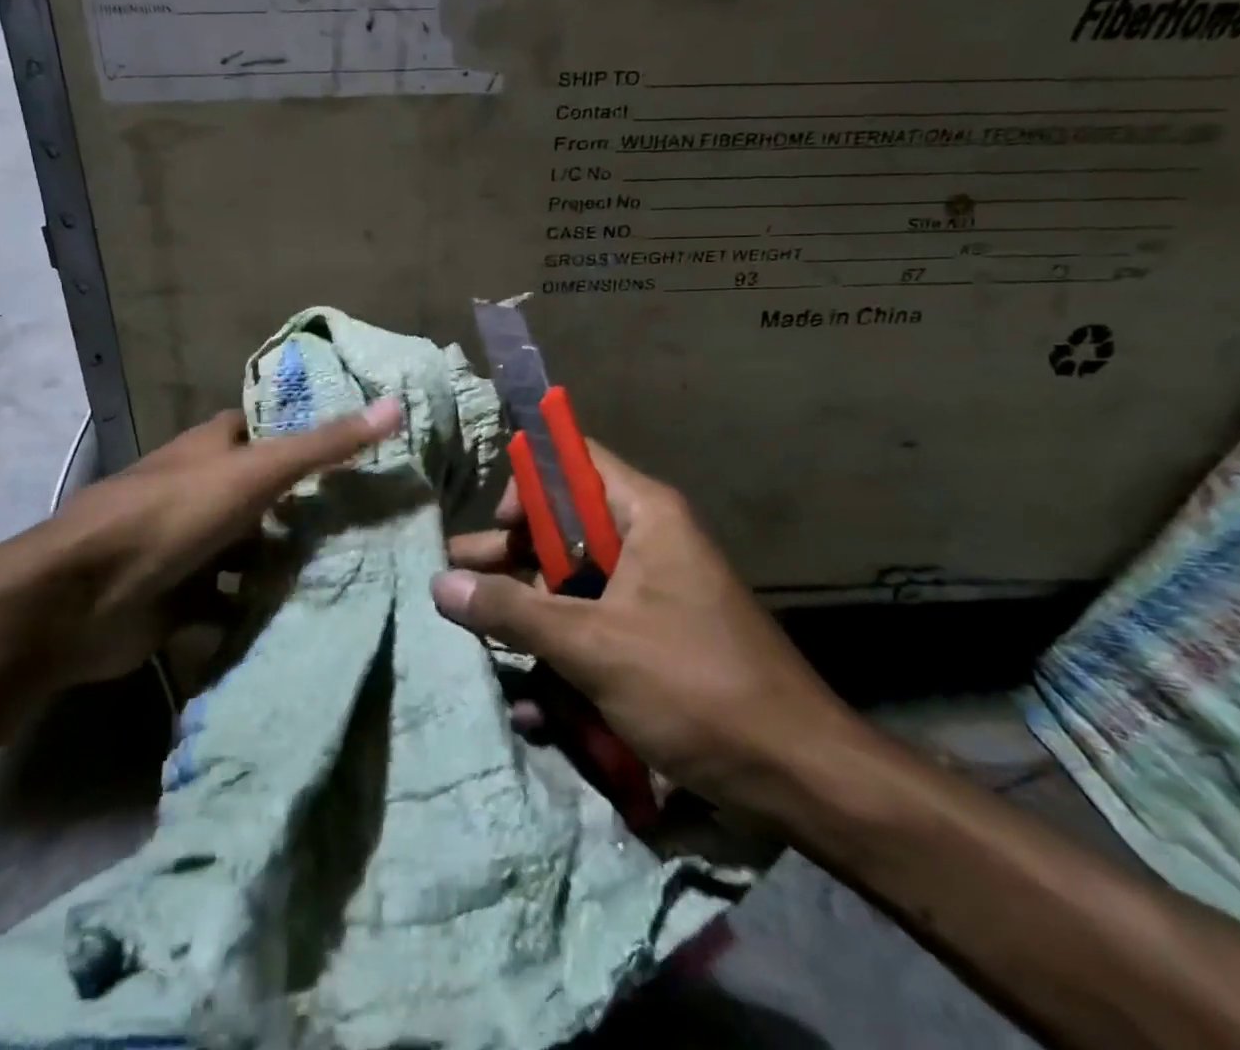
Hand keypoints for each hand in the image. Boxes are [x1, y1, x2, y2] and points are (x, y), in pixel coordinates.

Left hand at [39, 398, 402, 681]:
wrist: (80, 599)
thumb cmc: (172, 516)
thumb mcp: (256, 473)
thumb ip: (324, 446)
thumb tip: (395, 404)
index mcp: (213, 448)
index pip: (271, 431)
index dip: (312, 436)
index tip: (366, 452)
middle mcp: (202, 489)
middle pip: (266, 494)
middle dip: (308, 509)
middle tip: (371, 523)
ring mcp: (190, 545)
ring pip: (250, 550)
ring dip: (285, 563)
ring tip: (349, 572)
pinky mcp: (182, 597)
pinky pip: (231, 600)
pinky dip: (256, 608)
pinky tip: (300, 618)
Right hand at [433, 441, 864, 813]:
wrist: (798, 776)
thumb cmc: (696, 686)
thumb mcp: (595, 645)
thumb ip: (515, 612)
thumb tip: (441, 583)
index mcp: (646, 515)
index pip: (574, 464)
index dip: (529, 483)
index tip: (495, 526)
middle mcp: (648, 541)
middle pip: (565, 527)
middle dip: (510, 555)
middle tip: (455, 577)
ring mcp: (651, 592)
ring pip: (573, 581)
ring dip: (527, 606)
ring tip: (469, 626)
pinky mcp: (652, 636)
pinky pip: (592, 622)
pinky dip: (558, 642)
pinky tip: (523, 683)